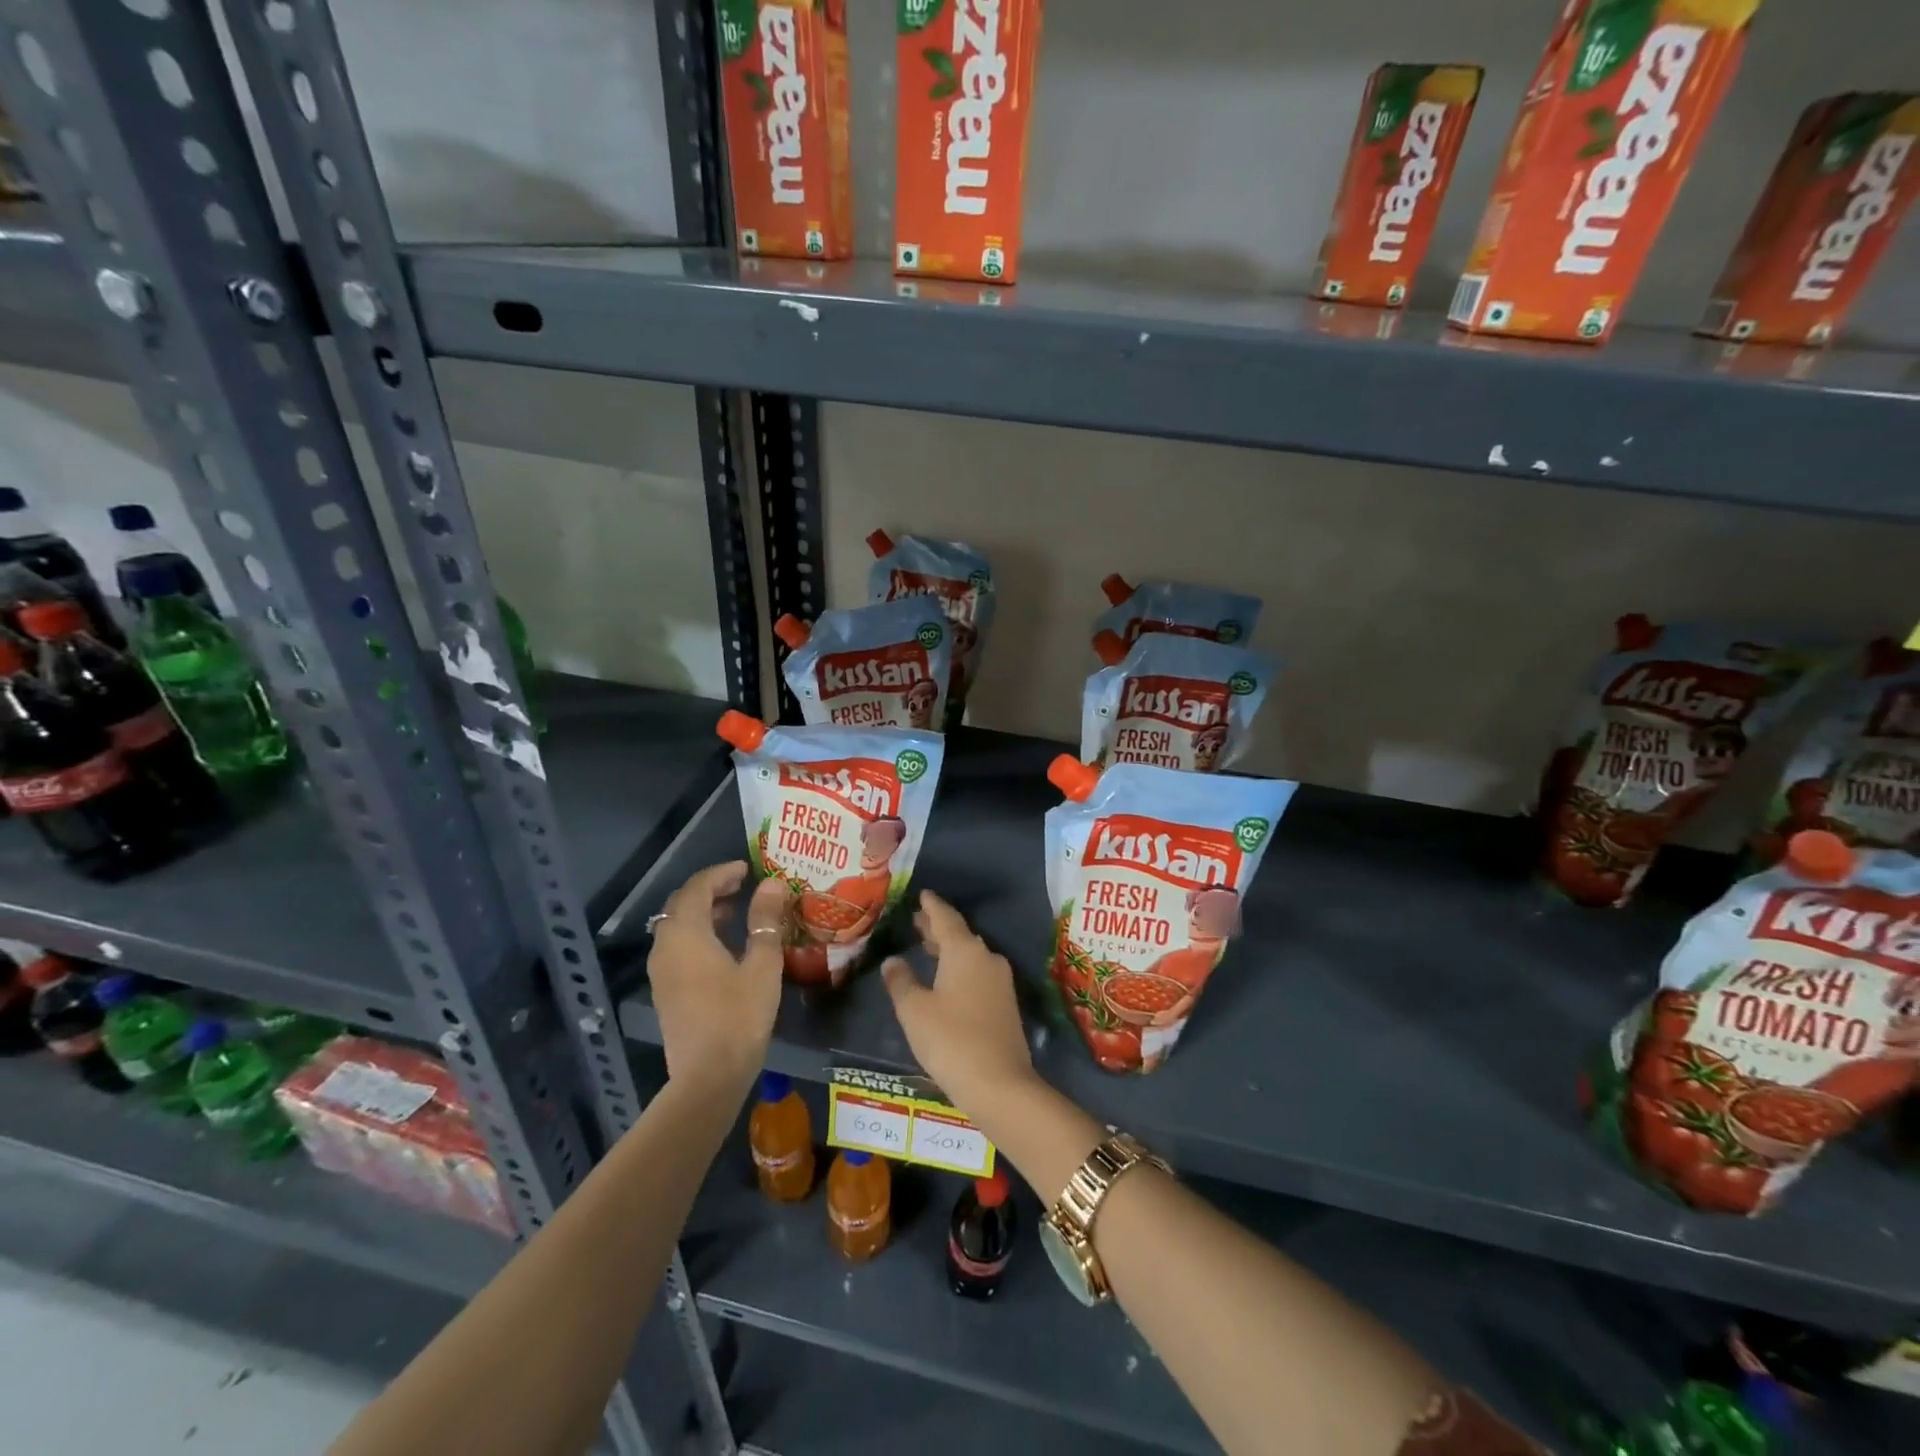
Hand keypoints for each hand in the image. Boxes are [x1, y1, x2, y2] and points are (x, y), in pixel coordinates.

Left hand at [647, 862, 789, 1093]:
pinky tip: (724, 947)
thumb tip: (772, 884)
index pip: (697, 887)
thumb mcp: (762, 964)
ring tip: (736, 913)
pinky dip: (698, 935)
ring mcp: (662, 972)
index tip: (747, 869)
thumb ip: (765, 921)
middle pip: (682, 904)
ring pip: (677, 927)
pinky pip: (677, 948)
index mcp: (686, 934)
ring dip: (703, 913)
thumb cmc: (739, 1016)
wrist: (707, 1078)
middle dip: (710, 890)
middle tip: (741, 885)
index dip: (721, 873)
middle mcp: (666, 947)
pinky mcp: (665, 992)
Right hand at [881, 890, 1035, 1116]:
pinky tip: (946, 978)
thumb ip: (901, 982)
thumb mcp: (915, 1011)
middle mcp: (986, 958)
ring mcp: (999, 981)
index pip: (945, 918)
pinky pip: (978, 972)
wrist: (1000, 1083)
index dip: (931, 906)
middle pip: (959, 935)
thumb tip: (893, 961)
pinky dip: (959, 967)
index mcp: (964, 951)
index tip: (923, 894)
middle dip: (937, 927)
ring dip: (949, 948)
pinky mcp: (1005, 1003)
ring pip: (970, 954)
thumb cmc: (950, 1040)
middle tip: (917, 919)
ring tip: (927, 945)